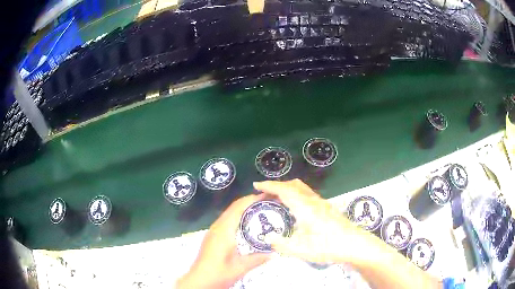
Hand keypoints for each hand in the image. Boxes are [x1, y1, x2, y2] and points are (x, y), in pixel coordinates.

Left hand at [176, 194, 270, 288]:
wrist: (199, 280)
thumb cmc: (218, 273)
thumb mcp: (240, 267)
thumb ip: (257, 259)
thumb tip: (274, 253)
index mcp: (224, 230)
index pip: (238, 207)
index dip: (252, 199)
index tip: (267, 196)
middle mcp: (217, 227)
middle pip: (233, 207)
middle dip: (250, 201)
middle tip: (268, 202)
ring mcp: (213, 231)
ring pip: (229, 213)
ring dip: (243, 208)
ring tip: (261, 210)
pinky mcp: (213, 236)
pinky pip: (227, 220)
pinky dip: (238, 216)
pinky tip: (247, 224)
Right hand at [254, 179, 374, 264]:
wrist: (355, 245)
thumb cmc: (329, 246)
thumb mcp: (302, 250)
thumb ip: (281, 245)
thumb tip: (268, 239)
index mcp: (305, 207)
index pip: (284, 190)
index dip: (269, 186)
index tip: (256, 184)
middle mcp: (314, 201)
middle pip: (294, 185)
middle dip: (278, 185)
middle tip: (266, 193)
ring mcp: (323, 204)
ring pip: (302, 189)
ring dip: (288, 189)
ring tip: (278, 200)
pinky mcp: (328, 209)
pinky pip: (308, 195)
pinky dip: (296, 195)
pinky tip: (296, 210)